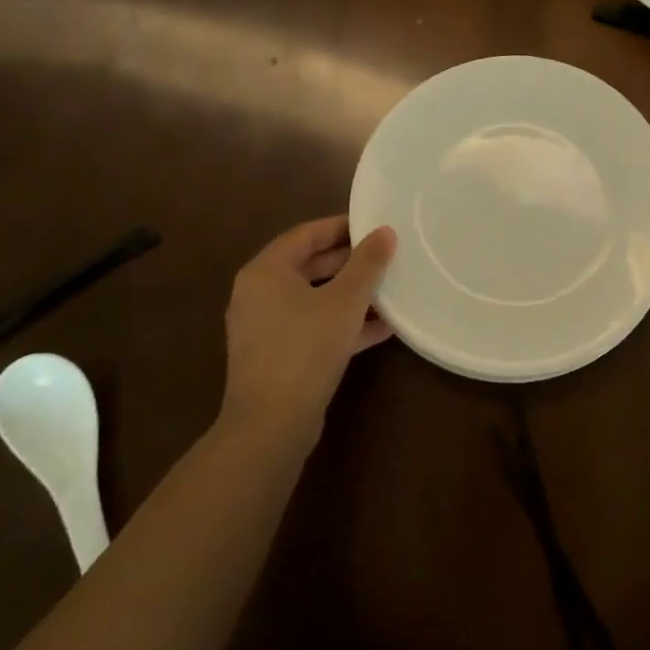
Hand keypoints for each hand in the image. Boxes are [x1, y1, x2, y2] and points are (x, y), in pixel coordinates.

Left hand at [220, 216, 396, 432]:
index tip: (376, 224)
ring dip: (351, 294)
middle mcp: (259, 294)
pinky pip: (314, 327)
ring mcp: (267, 328)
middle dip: (350, 261)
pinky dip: (343, 323)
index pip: (306, 234)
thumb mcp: (345, 300)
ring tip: (390, 289)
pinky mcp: (278, 356)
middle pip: (310, 265)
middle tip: (387, 255)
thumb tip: (385, 232)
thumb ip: (367, 263)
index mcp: (266, 271)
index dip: (342, 226)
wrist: (272, 424)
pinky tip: (382, 327)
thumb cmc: (306, 347)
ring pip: (315, 298)